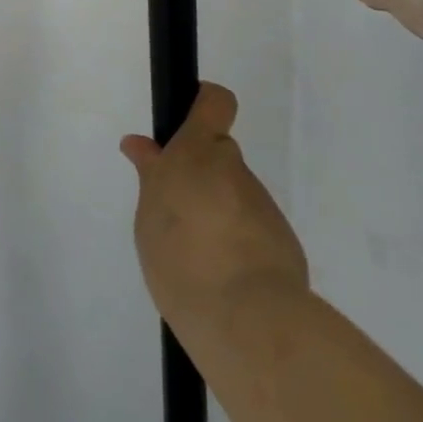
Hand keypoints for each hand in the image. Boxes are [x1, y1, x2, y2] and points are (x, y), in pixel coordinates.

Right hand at [121, 84, 310, 342]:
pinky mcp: (282, 239)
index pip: (213, 102)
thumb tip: (140, 146)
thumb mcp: (149, 216)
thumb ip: (151, 177)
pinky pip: (250, 227)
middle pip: (218, 155)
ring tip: (195, 258)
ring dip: (217, 212)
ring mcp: (261, 204)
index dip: (203, 103)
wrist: (247, 319)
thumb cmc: (182, 259)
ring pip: (233, 194)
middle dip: (200, 174)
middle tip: (176, 213)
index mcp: (196, 152)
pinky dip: (237, 242)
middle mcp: (232, 170)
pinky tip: (222, 278)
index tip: (186, 123)